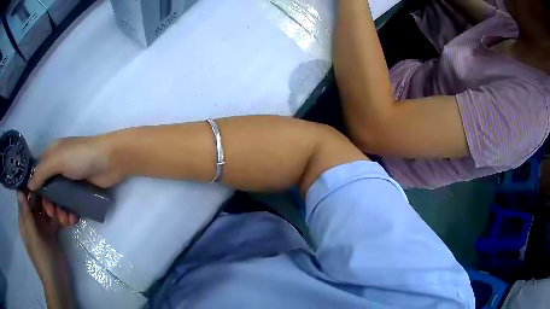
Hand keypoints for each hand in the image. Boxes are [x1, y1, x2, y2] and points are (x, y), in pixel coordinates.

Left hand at [18, 192, 62, 281]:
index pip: (25, 198)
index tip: (41, 179)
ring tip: (66, 215)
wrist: (58, 282)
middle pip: (37, 201)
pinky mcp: (53, 233)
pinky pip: (56, 220)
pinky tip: (71, 219)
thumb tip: (20, 191)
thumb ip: (27, 215)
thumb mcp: (33, 238)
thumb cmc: (42, 259)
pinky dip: (62, 218)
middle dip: (46, 199)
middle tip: (57, 201)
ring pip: (48, 209)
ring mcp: (43, 227)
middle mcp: (33, 220)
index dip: (31, 188)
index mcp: (25, 220)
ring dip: (56, 208)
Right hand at [28, 135, 123, 225]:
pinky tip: (72, 220)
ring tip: (64, 220)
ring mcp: (70, 179)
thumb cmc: (81, 156)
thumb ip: (42, 172)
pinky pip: (71, 204)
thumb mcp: (58, 159)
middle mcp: (59, 166)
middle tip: (52, 214)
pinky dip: (70, 213)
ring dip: (60, 211)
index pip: (38, 173)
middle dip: (49, 204)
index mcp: (52, 154)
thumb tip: (29, 185)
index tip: (36, 205)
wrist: (110, 161)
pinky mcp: (81, 190)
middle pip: (48, 189)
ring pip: (60, 199)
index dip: (36, 189)